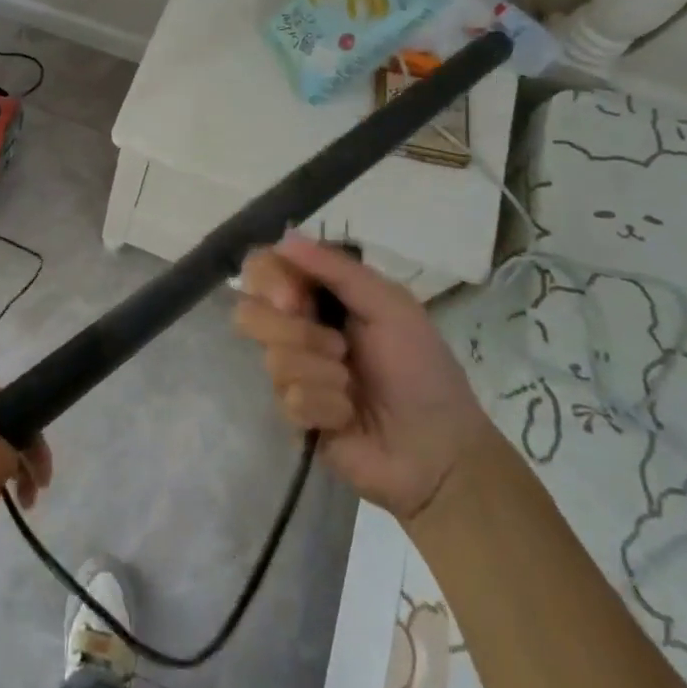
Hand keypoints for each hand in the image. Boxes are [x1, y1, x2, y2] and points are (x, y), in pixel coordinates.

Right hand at [236, 237, 493, 523]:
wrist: (437, 450)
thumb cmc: (421, 369)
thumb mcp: (390, 305)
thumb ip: (337, 268)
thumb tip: (284, 237)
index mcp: (319, 295)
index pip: (263, 269)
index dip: (268, 280)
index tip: (294, 298)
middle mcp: (297, 327)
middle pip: (249, 311)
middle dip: (296, 332)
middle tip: (337, 348)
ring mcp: (293, 372)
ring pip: (271, 358)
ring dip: (321, 372)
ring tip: (352, 386)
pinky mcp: (293, 414)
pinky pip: (288, 398)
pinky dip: (326, 406)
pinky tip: (347, 416)